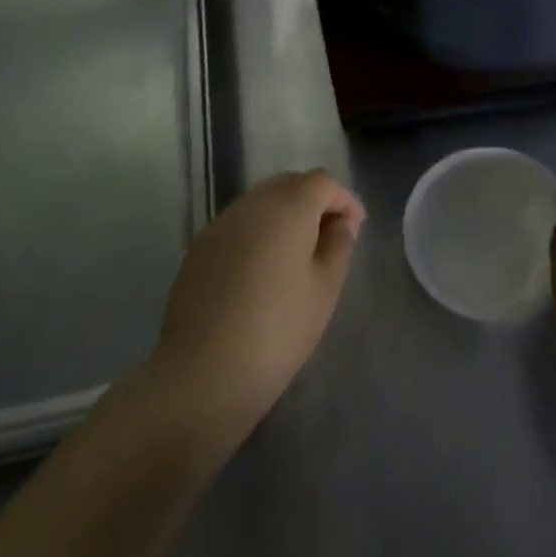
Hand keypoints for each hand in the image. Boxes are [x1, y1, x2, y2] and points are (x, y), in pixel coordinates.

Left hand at [153, 170, 363, 434]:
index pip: (322, 182)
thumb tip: (339, 222)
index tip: (356, 229)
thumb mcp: (325, 288)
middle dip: (314, 202)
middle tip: (330, 238)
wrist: (203, 374)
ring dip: (284, 216)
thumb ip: (338, 244)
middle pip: (289, 185)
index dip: (344, 200)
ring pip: (260, 203)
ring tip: (298, 255)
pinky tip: (262, 271)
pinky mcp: (198, 250)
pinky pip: (238, 226)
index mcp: (287, 207)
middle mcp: (251, 205)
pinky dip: (258, 234)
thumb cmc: (278, 330)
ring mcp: (219, 225)